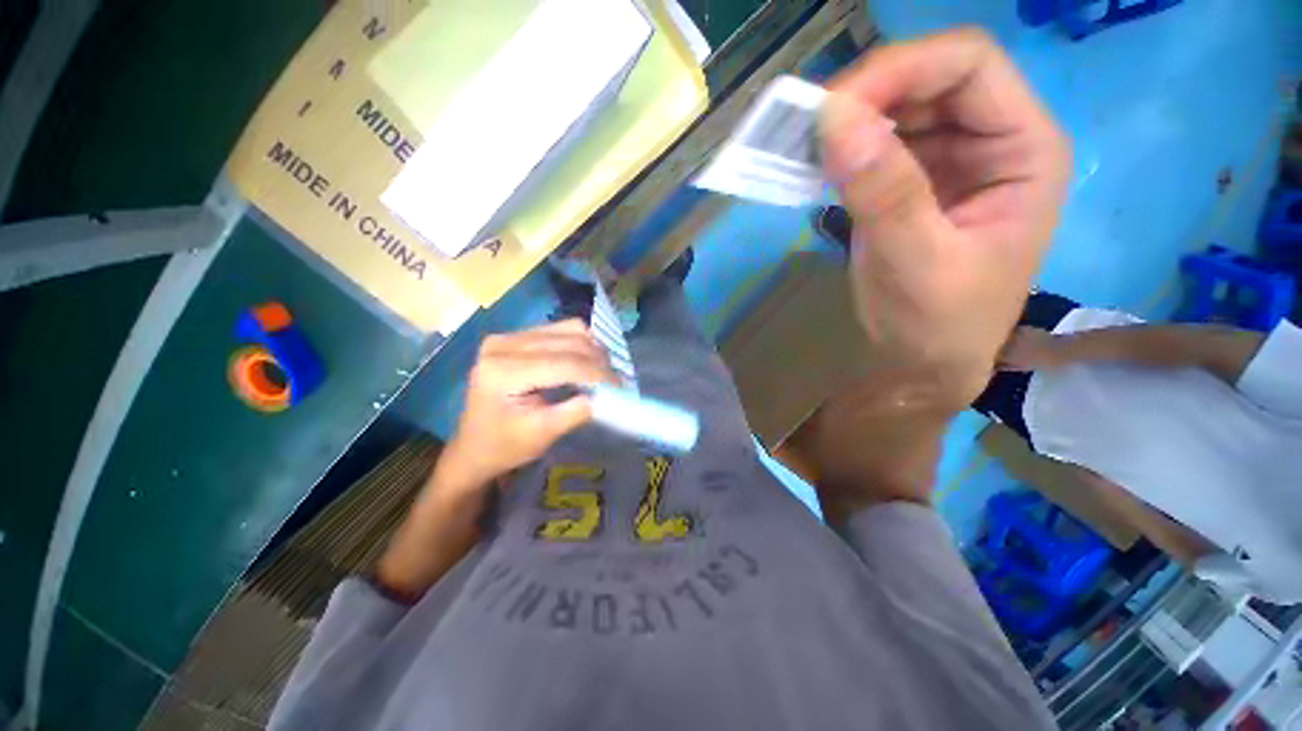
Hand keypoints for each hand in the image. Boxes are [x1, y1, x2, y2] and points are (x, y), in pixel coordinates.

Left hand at [441, 320, 616, 487]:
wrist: (474, 446)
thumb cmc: (504, 446)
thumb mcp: (542, 434)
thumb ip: (575, 412)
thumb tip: (607, 395)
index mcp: (502, 370)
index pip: (563, 363)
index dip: (598, 374)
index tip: (621, 387)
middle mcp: (503, 343)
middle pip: (568, 341)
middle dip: (599, 362)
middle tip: (616, 383)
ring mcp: (508, 336)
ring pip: (569, 329)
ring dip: (592, 350)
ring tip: (603, 373)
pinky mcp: (516, 337)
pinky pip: (560, 330)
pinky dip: (581, 344)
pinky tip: (588, 362)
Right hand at [821, 28, 1070, 407]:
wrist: (922, 362)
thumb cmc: (936, 323)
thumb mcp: (915, 261)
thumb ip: (883, 191)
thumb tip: (834, 119)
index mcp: (1024, 150)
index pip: (968, 65)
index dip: (900, 69)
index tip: (833, 107)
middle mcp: (992, 140)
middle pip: (930, 78)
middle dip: (868, 95)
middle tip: (809, 130)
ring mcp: (950, 159)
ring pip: (899, 108)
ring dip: (851, 121)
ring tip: (806, 149)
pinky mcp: (912, 182)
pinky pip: (877, 144)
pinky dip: (844, 149)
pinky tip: (817, 167)